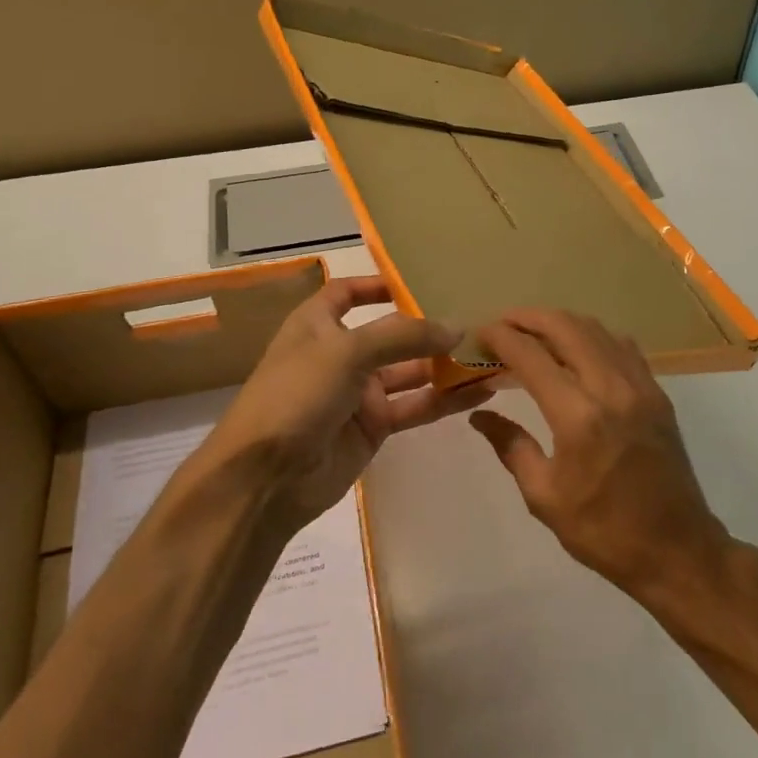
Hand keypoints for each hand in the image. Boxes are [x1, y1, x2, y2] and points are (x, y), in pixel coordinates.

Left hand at [196, 276, 489, 531]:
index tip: (420, 279)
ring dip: (446, 364)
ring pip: (411, 371)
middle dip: (429, 327)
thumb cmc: (296, 395)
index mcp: (317, 325)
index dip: (377, 284)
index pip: (346, 293)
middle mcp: (340, 354)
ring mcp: (359, 392)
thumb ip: (403, 337)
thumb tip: (457, 328)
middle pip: (391, 333)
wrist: (266, 478)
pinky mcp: (375, 427)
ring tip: (491, 353)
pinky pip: (416, 406)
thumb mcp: (346, 352)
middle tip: (478, 318)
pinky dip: (446, 400)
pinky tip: (482, 391)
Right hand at [469, 309, 730, 595]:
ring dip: (561, 322)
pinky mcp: (657, 393)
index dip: (501, 337)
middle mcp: (611, 388)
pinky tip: (578, 348)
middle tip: (503, 323)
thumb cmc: (603, 530)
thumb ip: (511, 446)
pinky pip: (622, 346)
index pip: (531, 356)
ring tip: (535, 331)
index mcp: (578, 416)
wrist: (676, 549)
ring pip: (597, 329)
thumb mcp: (544, 496)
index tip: (480, 332)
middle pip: (566, 327)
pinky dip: (593, 336)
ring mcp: (640, 386)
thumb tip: (479, 415)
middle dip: (529, 317)